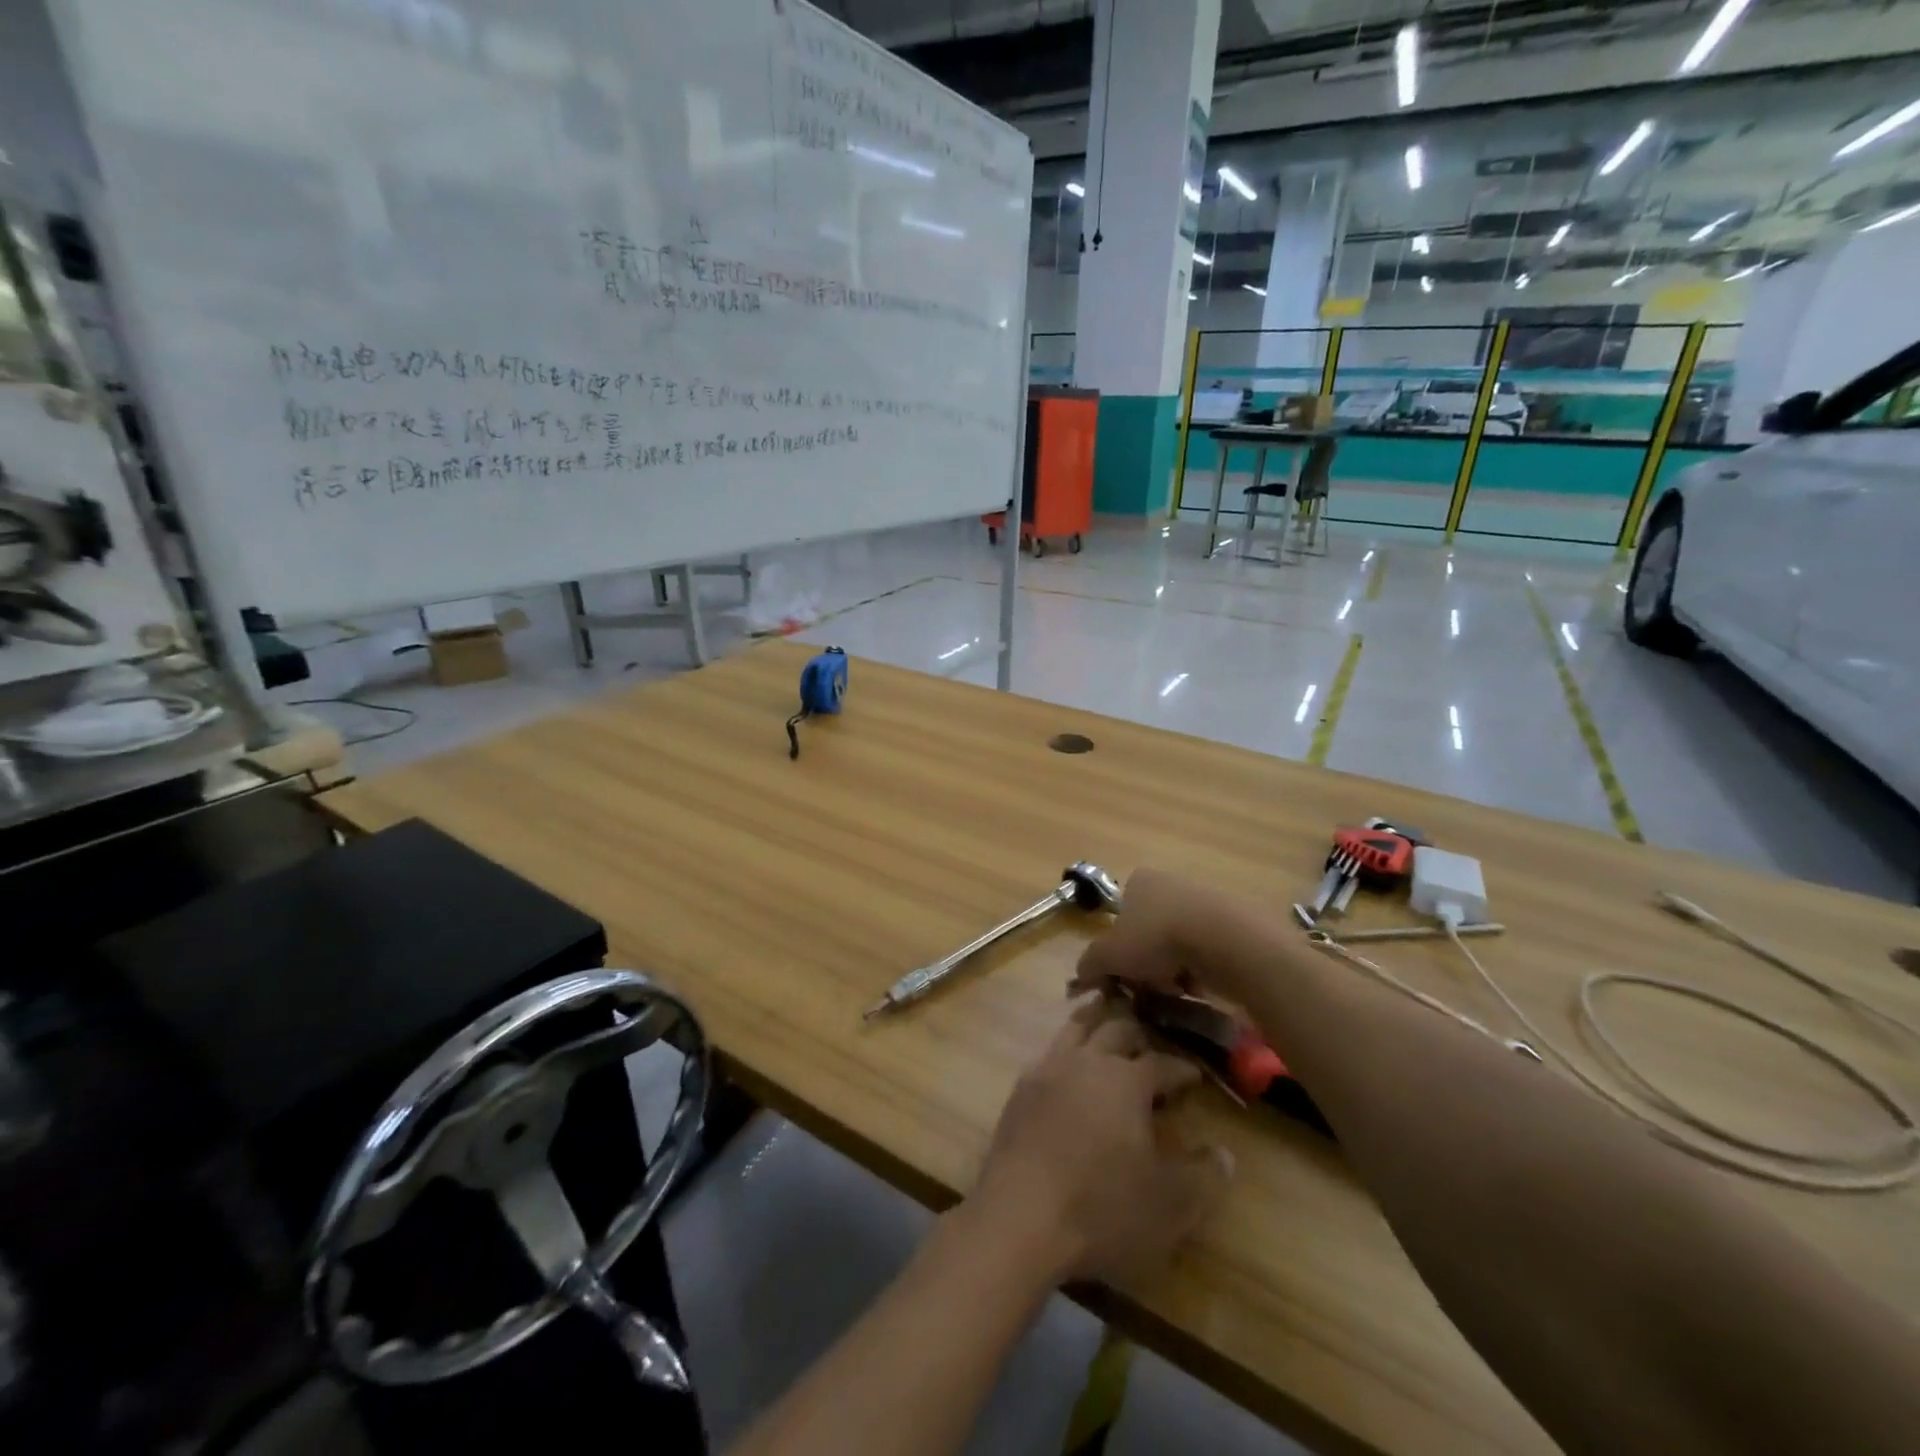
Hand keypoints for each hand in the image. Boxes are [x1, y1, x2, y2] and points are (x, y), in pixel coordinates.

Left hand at [968, 996, 1232, 1285]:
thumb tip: (1225, 1153)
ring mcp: (1049, 1069)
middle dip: (1138, 1035)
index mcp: (1127, 1079)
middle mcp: (1088, 1060)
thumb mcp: (1170, 1204)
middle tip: (1150, 1046)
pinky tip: (1066, 1067)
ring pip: (1076, 1028)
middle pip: (1116, 1029)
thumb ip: (1204, 1177)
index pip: (1162, 1062)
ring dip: (1095, 1023)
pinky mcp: (1020, 1089)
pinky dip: (1064, 1049)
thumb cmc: (1103, 1209)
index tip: (1194, 1074)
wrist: (1020, 1217)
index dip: (1182, 1068)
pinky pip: (1047, 1053)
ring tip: (1105, 1026)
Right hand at [1069, 867, 1216, 1000]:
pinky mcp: (1230, 923)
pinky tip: (1199, 988)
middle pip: (1148, 931)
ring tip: (1175, 990)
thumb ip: (1090, 964)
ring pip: (1176, 943)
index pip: (1120, 915)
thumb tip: (1081, 975)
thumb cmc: (1155, 938)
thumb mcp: (1108, 955)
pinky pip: (1205, 952)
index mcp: (1138, 881)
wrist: (1222, 939)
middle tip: (1147, 986)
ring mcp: (1202, 901)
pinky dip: (1199, 971)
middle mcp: (1169, 883)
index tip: (1123, 972)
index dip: (1118, 947)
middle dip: (1146, 961)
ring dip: (1172, 969)